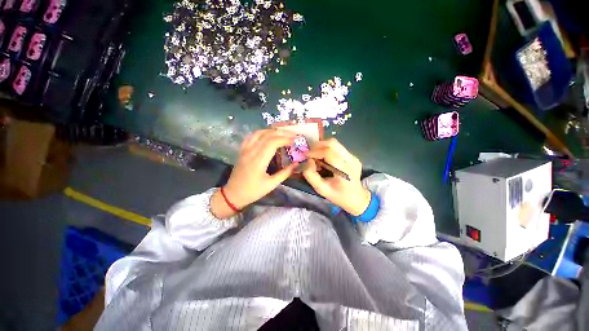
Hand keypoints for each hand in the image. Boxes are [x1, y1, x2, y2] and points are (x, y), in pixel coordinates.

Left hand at [211, 129, 297, 218]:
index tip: (294, 140)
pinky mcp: (242, 150)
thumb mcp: (271, 185)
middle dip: (281, 133)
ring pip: (259, 133)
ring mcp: (245, 149)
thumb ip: (285, 173)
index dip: (285, 139)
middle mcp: (251, 152)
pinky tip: (268, 134)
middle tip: (292, 135)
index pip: (272, 143)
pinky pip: (252, 136)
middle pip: (267, 135)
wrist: (233, 194)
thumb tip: (297, 164)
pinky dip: (262, 132)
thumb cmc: (253, 191)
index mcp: (258, 161)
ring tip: (283, 133)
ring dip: (272, 131)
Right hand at [303, 138, 370, 215]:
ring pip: (335, 143)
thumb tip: (309, 161)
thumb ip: (311, 175)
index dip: (315, 152)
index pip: (329, 153)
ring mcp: (353, 157)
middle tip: (310, 154)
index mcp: (345, 171)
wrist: (356, 198)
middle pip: (332, 143)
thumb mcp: (321, 189)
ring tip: (316, 156)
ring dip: (322, 147)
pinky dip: (327, 149)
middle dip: (318, 146)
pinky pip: (337, 147)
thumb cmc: (338, 195)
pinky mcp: (352, 156)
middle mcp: (351, 160)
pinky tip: (324, 159)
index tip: (306, 156)